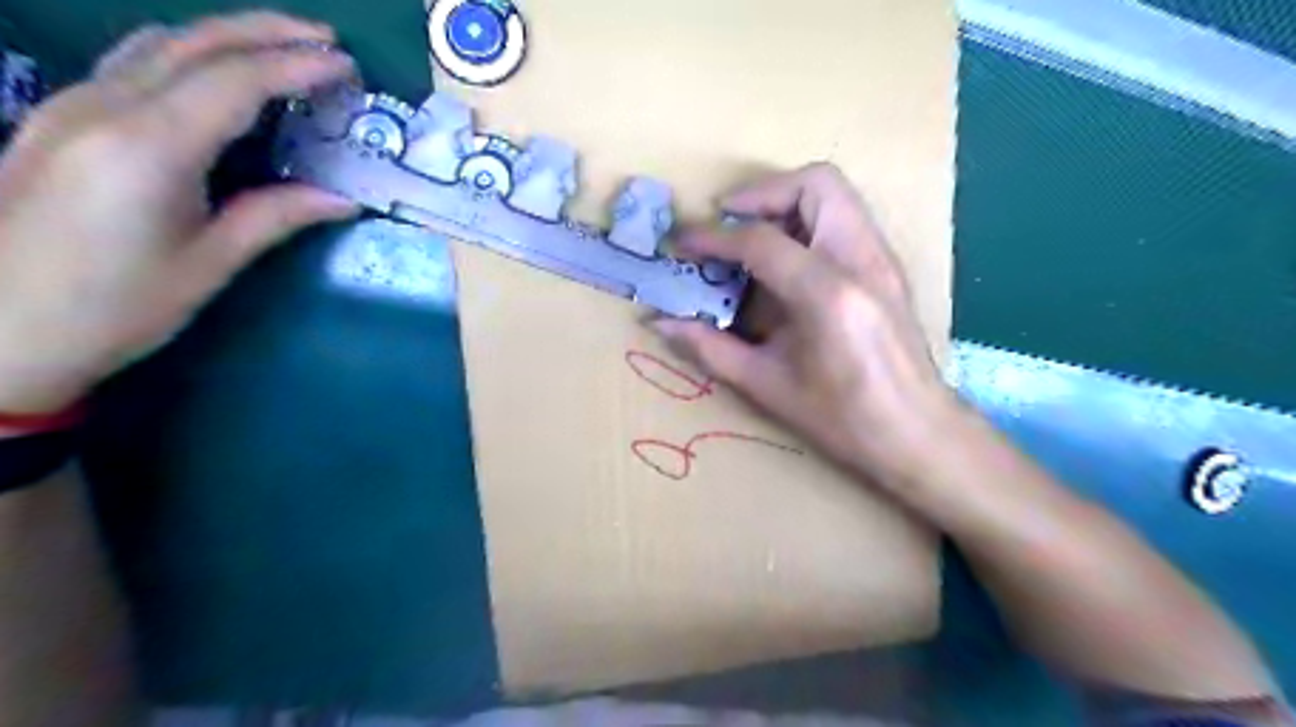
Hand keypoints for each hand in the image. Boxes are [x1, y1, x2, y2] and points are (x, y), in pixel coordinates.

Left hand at [0, 12, 356, 413]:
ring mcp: (73, 106)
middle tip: (326, 40)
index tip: (346, 66)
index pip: (234, 82)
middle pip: (193, 43)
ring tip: (283, 48)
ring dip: (227, 37)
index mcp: (148, 147)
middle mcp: (104, 108)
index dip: (296, 67)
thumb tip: (342, 198)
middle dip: (265, 32)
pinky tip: (218, 76)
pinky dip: (188, 55)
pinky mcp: (60, 118)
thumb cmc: (117, 306)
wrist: (0, 329)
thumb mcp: (211, 263)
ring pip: (157, 44)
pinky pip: (133, 64)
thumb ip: (276, 216)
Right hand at [660, 165, 959, 488]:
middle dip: (760, 194)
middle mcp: (861, 260)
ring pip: (833, 192)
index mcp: (827, 295)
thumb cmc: (843, 421)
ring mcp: (881, 258)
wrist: (918, 433)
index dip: (712, 237)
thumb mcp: (767, 386)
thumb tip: (660, 323)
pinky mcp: (886, 265)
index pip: (761, 241)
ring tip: (749, 237)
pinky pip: (843, 215)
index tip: (681, 243)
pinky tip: (784, 258)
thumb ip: (710, 348)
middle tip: (725, 224)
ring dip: (784, 201)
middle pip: (814, 184)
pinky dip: (806, 219)